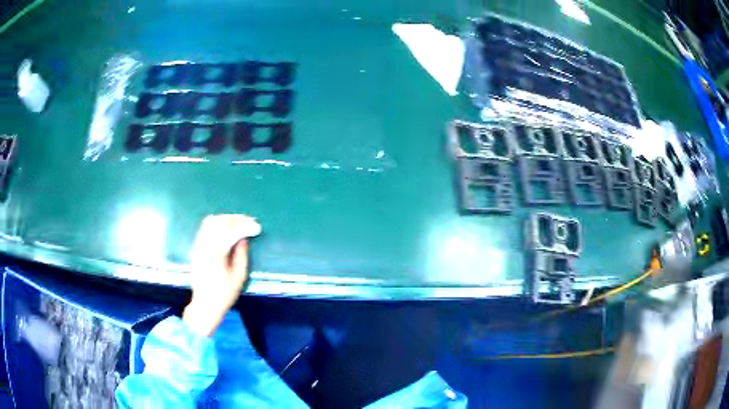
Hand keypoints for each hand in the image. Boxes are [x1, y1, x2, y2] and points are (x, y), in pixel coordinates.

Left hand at [183, 214, 260, 336]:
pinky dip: (217, 223)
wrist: (204, 304)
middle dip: (237, 219)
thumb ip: (241, 254)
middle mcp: (205, 245)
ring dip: (226, 219)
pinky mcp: (196, 247)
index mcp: (216, 254)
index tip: (257, 227)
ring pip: (211, 222)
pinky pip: (205, 227)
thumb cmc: (224, 294)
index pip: (231, 232)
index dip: (245, 226)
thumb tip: (244, 238)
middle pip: (221, 223)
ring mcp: (198, 245)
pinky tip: (226, 227)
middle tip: (250, 221)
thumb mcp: (239, 276)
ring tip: (239, 222)